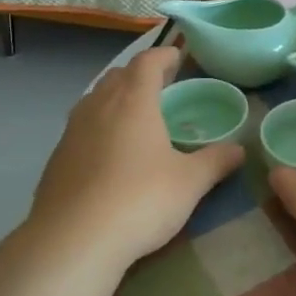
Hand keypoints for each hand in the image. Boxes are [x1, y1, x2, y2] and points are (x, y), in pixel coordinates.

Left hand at [24, 47, 243, 276]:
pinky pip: (81, 127)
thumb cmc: (140, 200)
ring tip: (134, 115)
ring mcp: (72, 131)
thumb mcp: (190, 183)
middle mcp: (99, 106)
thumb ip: (215, 161)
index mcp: (133, 101)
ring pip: (95, 99)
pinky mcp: (57, 158)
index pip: (147, 62)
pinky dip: (98, 126)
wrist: (73, 241)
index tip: (177, 57)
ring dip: (115, 97)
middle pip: (118, 75)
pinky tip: (109, 152)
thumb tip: (239, 150)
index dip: (164, 55)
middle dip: (139, 74)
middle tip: (160, 85)